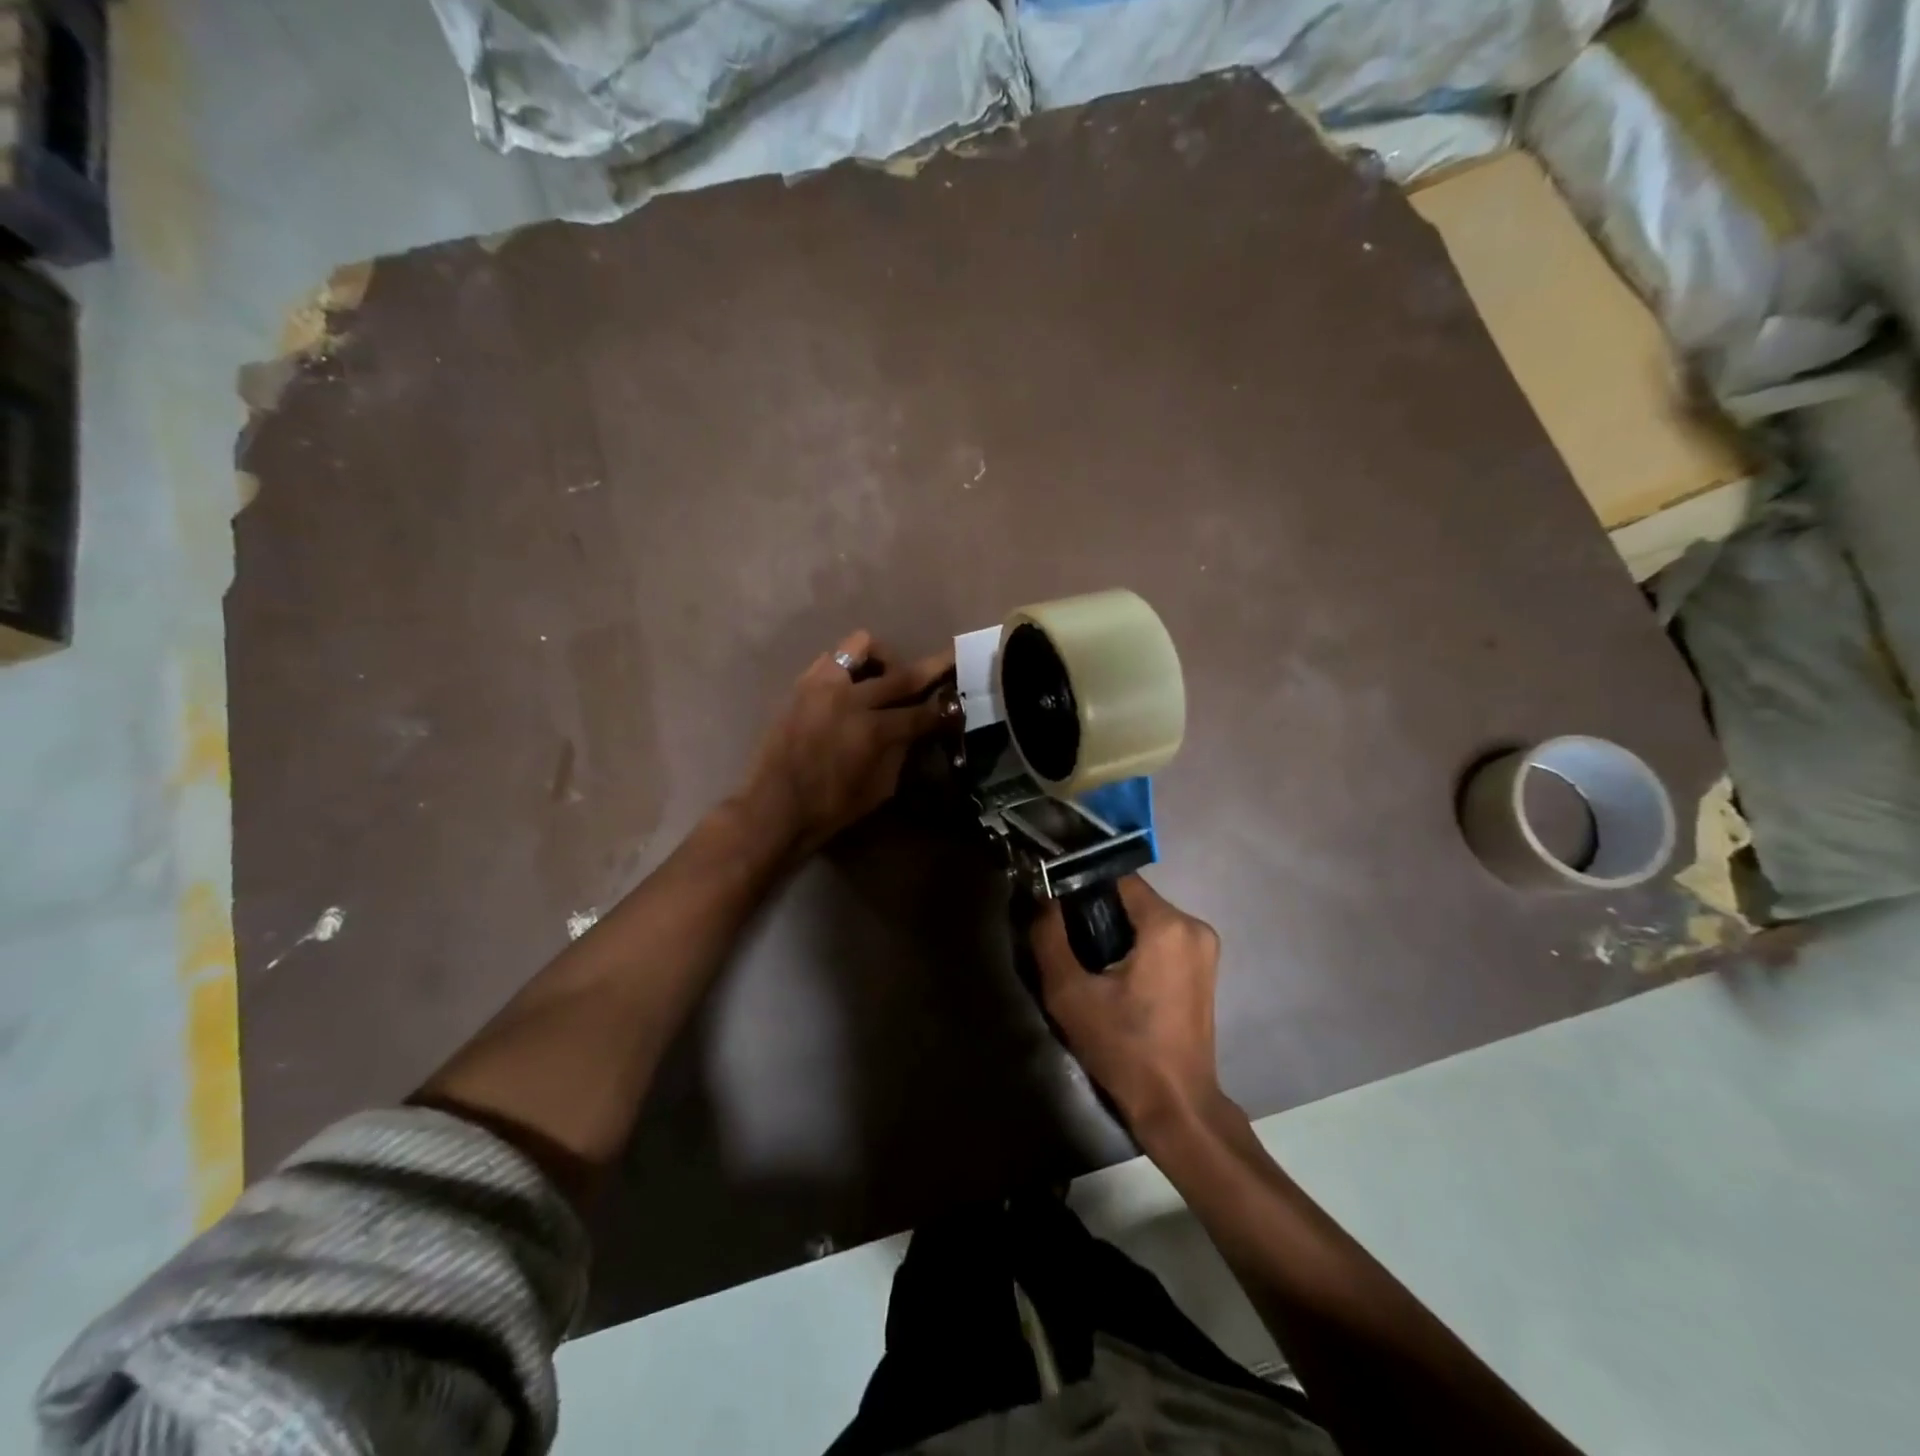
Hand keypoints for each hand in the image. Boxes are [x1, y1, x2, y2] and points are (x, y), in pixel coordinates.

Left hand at [740, 629, 956, 855]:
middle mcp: (850, 699)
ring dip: (883, 659)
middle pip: (902, 674)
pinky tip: (852, 686)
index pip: (922, 712)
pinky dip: (849, 666)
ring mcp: (823, 686)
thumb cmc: (831, 807)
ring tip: (885, 677)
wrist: (774, 806)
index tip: (960, 702)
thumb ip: (901, 751)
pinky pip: (832, 658)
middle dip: (933, 666)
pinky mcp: (802, 684)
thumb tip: (916, 728)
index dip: (944, 709)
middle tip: (950, 658)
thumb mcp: (880, 788)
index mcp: (873, 731)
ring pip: (862, 646)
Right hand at [1031, 876, 1227, 1137]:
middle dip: (1097, 910)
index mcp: (1167, 924)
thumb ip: (1049, 936)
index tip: (1055, 901)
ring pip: (1146, 917)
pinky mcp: (1204, 966)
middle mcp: (1193, 925)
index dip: (1081, 883)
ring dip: (1116, 928)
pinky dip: (1136, 944)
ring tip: (1088, 959)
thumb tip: (1042, 896)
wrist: (1176, 1105)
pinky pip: (1161, 936)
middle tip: (1067, 937)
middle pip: (1132, 897)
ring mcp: (1204, 946)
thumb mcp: (1069, 993)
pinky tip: (1115, 973)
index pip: (1116, 877)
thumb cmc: (1122, 1048)